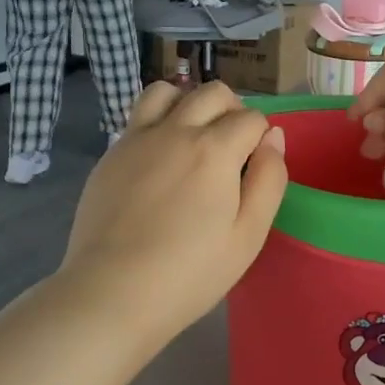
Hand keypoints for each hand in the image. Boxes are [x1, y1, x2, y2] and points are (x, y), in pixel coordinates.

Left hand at [61, 81, 285, 351]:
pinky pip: (138, 116)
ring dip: (189, 103)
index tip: (256, 166)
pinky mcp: (111, 153)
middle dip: (232, 110)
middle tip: (232, 148)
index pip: (251, 117)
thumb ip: (269, 180)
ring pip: (167, 91)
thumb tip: (274, 137)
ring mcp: (137, 138)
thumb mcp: (248, 235)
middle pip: (213, 92)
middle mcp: (175, 130)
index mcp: (215, 149)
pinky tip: (160, 158)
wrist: (112, 293)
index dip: (261, 137)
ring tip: (193, 137)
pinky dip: (158, 121)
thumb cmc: (190, 272)